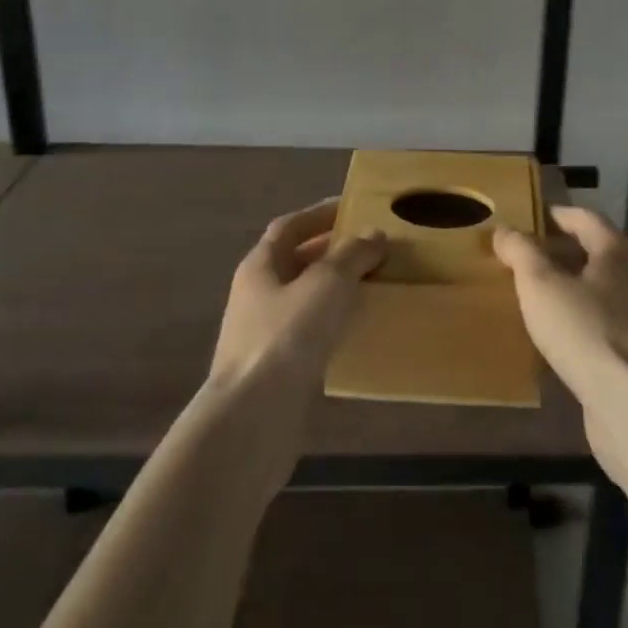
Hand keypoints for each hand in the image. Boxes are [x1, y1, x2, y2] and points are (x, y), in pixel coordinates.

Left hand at [209, 198, 384, 395]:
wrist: (252, 420)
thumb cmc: (286, 337)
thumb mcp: (327, 283)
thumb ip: (352, 254)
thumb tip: (374, 235)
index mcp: (260, 266)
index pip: (290, 226)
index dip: (320, 214)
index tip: (353, 208)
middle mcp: (257, 295)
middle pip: (297, 261)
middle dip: (333, 251)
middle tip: (373, 246)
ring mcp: (264, 334)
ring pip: (306, 299)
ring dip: (336, 289)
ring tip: (375, 283)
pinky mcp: (277, 369)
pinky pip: (311, 334)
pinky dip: (335, 324)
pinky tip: (360, 328)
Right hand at [493, 206, 627, 481]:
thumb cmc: (585, 330)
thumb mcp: (540, 284)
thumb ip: (521, 252)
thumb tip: (504, 229)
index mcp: (618, 251)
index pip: (585, 218)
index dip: (555, 215)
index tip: (528, 219)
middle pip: (596, 252)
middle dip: (561, 252)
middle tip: (526, 258)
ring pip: (602, 289)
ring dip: (572, 287)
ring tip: (538, 296)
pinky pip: (606, 323)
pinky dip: (582, 319)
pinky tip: (559, 336)